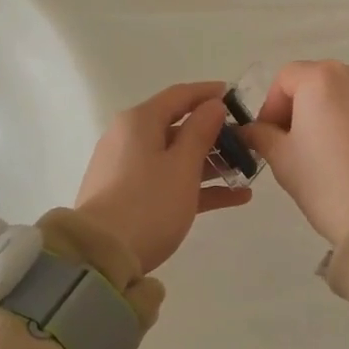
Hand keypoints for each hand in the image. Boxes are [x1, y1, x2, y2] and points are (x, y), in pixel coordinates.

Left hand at [74, 81, 252, 273]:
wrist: (102, 255)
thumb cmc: (149, 203)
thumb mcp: (182, 165)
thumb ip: (201, 131)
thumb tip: (213, 105)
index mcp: (139, 122)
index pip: (179, 95)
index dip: (208, 93)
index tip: (236, 96)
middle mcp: (129, 138)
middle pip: (177, 127)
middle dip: (214, 133)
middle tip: (246, 141)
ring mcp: (127, 168)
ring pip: (174, 157)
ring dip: (210, 162)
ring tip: (245, 171)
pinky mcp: (128, 196)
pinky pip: (168, 181)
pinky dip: (197, 186)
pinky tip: (235, 197)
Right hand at [240, 60, 348, 246]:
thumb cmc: (327, 183)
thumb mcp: (282, 160)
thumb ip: (262, 135)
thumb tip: (253, 129)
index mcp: (321, 78)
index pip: (286, 78)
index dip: (272, 106)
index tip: (270, 136)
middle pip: (320, 81)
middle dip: (305, 107)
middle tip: (300, 145)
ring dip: (336, 112)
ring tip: (335, 150)